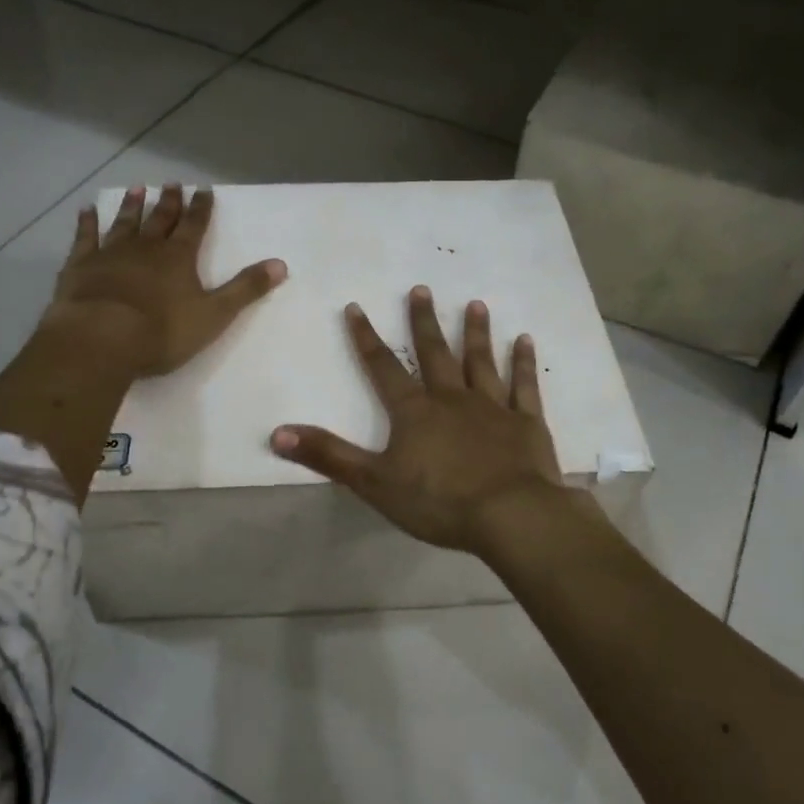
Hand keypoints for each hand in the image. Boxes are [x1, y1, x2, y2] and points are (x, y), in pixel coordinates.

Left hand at [45, 185, 286, 377]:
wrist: (101, 339)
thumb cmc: (162, 331)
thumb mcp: (214, 314)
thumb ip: (246, 289)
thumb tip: (281, 264)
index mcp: (179, 258)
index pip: (194, 226)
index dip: (201, 209)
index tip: (204, 191)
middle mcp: (146, 248)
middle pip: (160, 220)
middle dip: (169, 203)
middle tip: (172, 184)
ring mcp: (110, 254)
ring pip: (124, 224)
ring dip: (132, 207)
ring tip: (138, 189)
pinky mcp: (80, 267)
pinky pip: (85, 238)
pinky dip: (87, 223)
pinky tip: (87, 211)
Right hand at [270, 287, 597, 556]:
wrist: (510, 515)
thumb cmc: (439, 501)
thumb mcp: (374, 482)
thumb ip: (328, 456)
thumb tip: (278, 433)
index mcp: (414, 411)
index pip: (383, 368)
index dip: (366, 338)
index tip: (355, 307)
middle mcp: (452, 398)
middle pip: (435, 353)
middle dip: (424, 322)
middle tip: (421, 288)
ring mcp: (493, 407)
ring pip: (481, 361)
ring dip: (476, 333)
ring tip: (475, 304)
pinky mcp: (526, 422)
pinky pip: (524, 386)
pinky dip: (524, 363)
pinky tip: (525, 340)